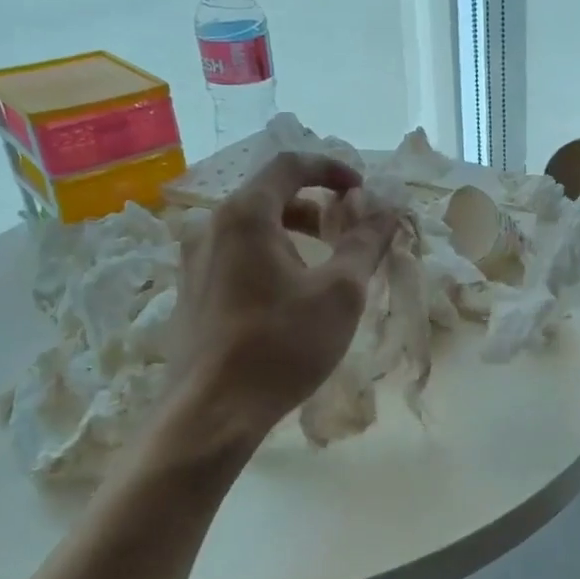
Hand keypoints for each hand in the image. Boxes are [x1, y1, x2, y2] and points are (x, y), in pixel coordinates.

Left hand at [143, 152, 397, 456]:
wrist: (212, 412)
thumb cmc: (282, 344)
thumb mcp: (339, 292)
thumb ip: (364, 242)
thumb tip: (387, 209)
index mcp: (245, 215)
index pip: (289, 166)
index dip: (331, 169)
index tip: (362, 191)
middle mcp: (211, 228)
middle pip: (270, 196)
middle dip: (317, 206)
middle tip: (349, 231)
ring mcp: (194, 262)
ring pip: (253, 230)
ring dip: (294, 234)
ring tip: (326, 267)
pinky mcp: (192, 293)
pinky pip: (237, 257)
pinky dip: (271, 258)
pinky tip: (291, 298)